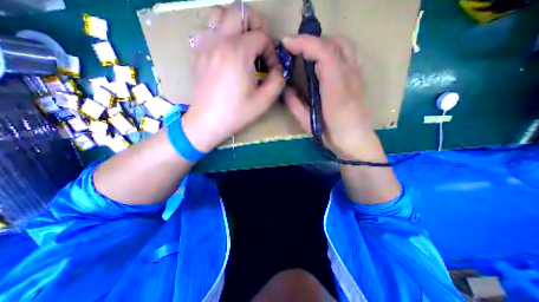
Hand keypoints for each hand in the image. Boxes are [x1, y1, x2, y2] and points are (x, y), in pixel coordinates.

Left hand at [181, 4, 283, 152]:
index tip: (271, 68)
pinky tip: (225, 50)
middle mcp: (220, 40)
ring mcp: (205, 44)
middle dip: (256, 25)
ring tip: (243, 43)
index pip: (261, 36)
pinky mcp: (197, 52)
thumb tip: (278, 70)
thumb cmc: (236, 113)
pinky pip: (207, 29)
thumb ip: (277, 81)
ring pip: (219, 13)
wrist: (207, 122)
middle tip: (260, 45)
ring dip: (235, 23)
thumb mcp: (264, 101)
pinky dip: (219, 32)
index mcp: (238, 52)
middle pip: (240, 11)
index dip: (271, 51)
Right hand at [282, 34, 378, 160]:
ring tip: (308, 52)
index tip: (286, 44)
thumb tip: (285, 89)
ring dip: (324, 42)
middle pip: (334, 43)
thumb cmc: (332, 136)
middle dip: (311, 41)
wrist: (356, 142)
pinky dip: (335, 48)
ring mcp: (357, 74)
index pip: (323, 53)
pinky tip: (324, 59)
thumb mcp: (309, 124)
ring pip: (344, 44)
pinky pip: (349, 53)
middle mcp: (350, 76)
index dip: (304, 44)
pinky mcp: (359, 77)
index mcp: (336, 89)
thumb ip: (295, 105)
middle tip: (295, 50)